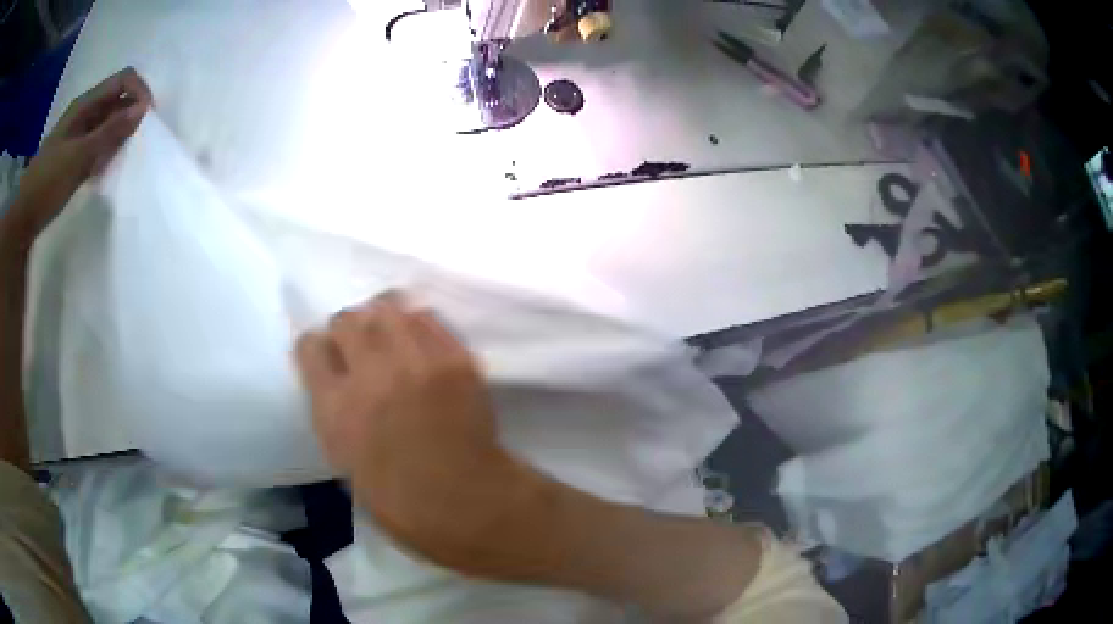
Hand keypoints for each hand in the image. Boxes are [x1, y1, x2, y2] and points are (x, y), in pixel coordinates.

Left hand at [9, 67, 151, 237]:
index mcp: (85, 104)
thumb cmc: (47, 182)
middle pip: (117, 100)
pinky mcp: (75, 155)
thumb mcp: (79, 156)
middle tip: (137, 143)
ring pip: (108, 123)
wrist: (23, 218)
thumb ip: (110, 132)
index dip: (139, 92)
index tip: (148, 120)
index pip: (123, 80)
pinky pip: (98, 145)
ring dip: (119, 135)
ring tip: (122, 159)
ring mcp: (78, 135)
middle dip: (131, 115)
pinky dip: (107, 152)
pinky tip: (106, 170)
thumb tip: (144, 109)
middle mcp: (84, 113)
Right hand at [295, 292, 542, 565]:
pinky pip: (427, 317)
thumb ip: (332, 408)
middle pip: (347, 319)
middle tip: (359, 346)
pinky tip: (418, 341)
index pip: (310, 346)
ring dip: (380, 319)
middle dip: (347, 330)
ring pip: (386, 308)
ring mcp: (416, 362)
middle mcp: (371, 375)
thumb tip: (335, 376)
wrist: (465, 502)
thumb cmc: (397, 499)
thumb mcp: (343, 457)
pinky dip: (416, 324)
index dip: (316, 349)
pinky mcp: (455, 358)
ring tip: (388, 336)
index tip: (326, 356)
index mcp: (336, 407)